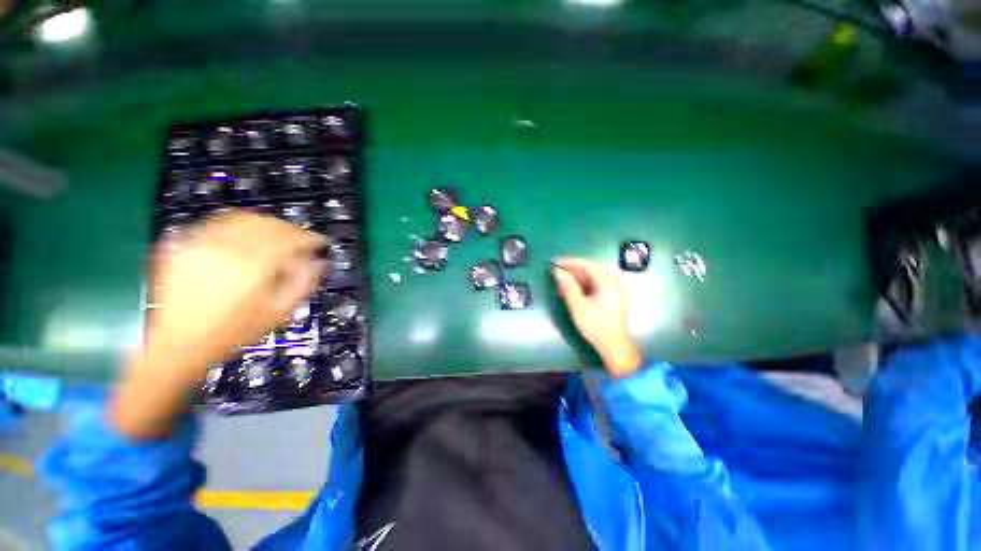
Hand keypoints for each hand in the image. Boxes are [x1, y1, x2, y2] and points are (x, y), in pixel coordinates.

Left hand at [111, 211, 327, 437]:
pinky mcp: (179, 252)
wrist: (171, 356)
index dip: (308, 239)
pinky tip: (243, 240)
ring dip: (263, 226)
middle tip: (302, 240)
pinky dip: (234, 228)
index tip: (321, 243)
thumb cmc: (230, 342)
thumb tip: (318, 264)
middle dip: (288, 230)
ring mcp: (195, 249)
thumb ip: (301, 286)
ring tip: (276, 238)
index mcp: (249, 270)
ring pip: (238, 221)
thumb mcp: (277, 317)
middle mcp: (221, 252)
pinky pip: (212, 228)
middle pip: (264, 226)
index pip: (288, 240)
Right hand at [553, 258, 642, 377]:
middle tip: (557, 270)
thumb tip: (557, 271)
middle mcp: (613, 282)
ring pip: (594, 275)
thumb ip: (568, 287)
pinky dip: (583, 283)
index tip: (555, 262)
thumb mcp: (578, 306)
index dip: (570, 261)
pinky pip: (596, 283)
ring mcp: (614, 289)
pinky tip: (573, 288)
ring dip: (577, 276)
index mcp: (607, 283)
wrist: (614, 345)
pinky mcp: (612, 296)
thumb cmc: (595, 326)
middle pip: (591, 268)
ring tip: (562, 280)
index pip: (587, 264)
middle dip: (573, 268)